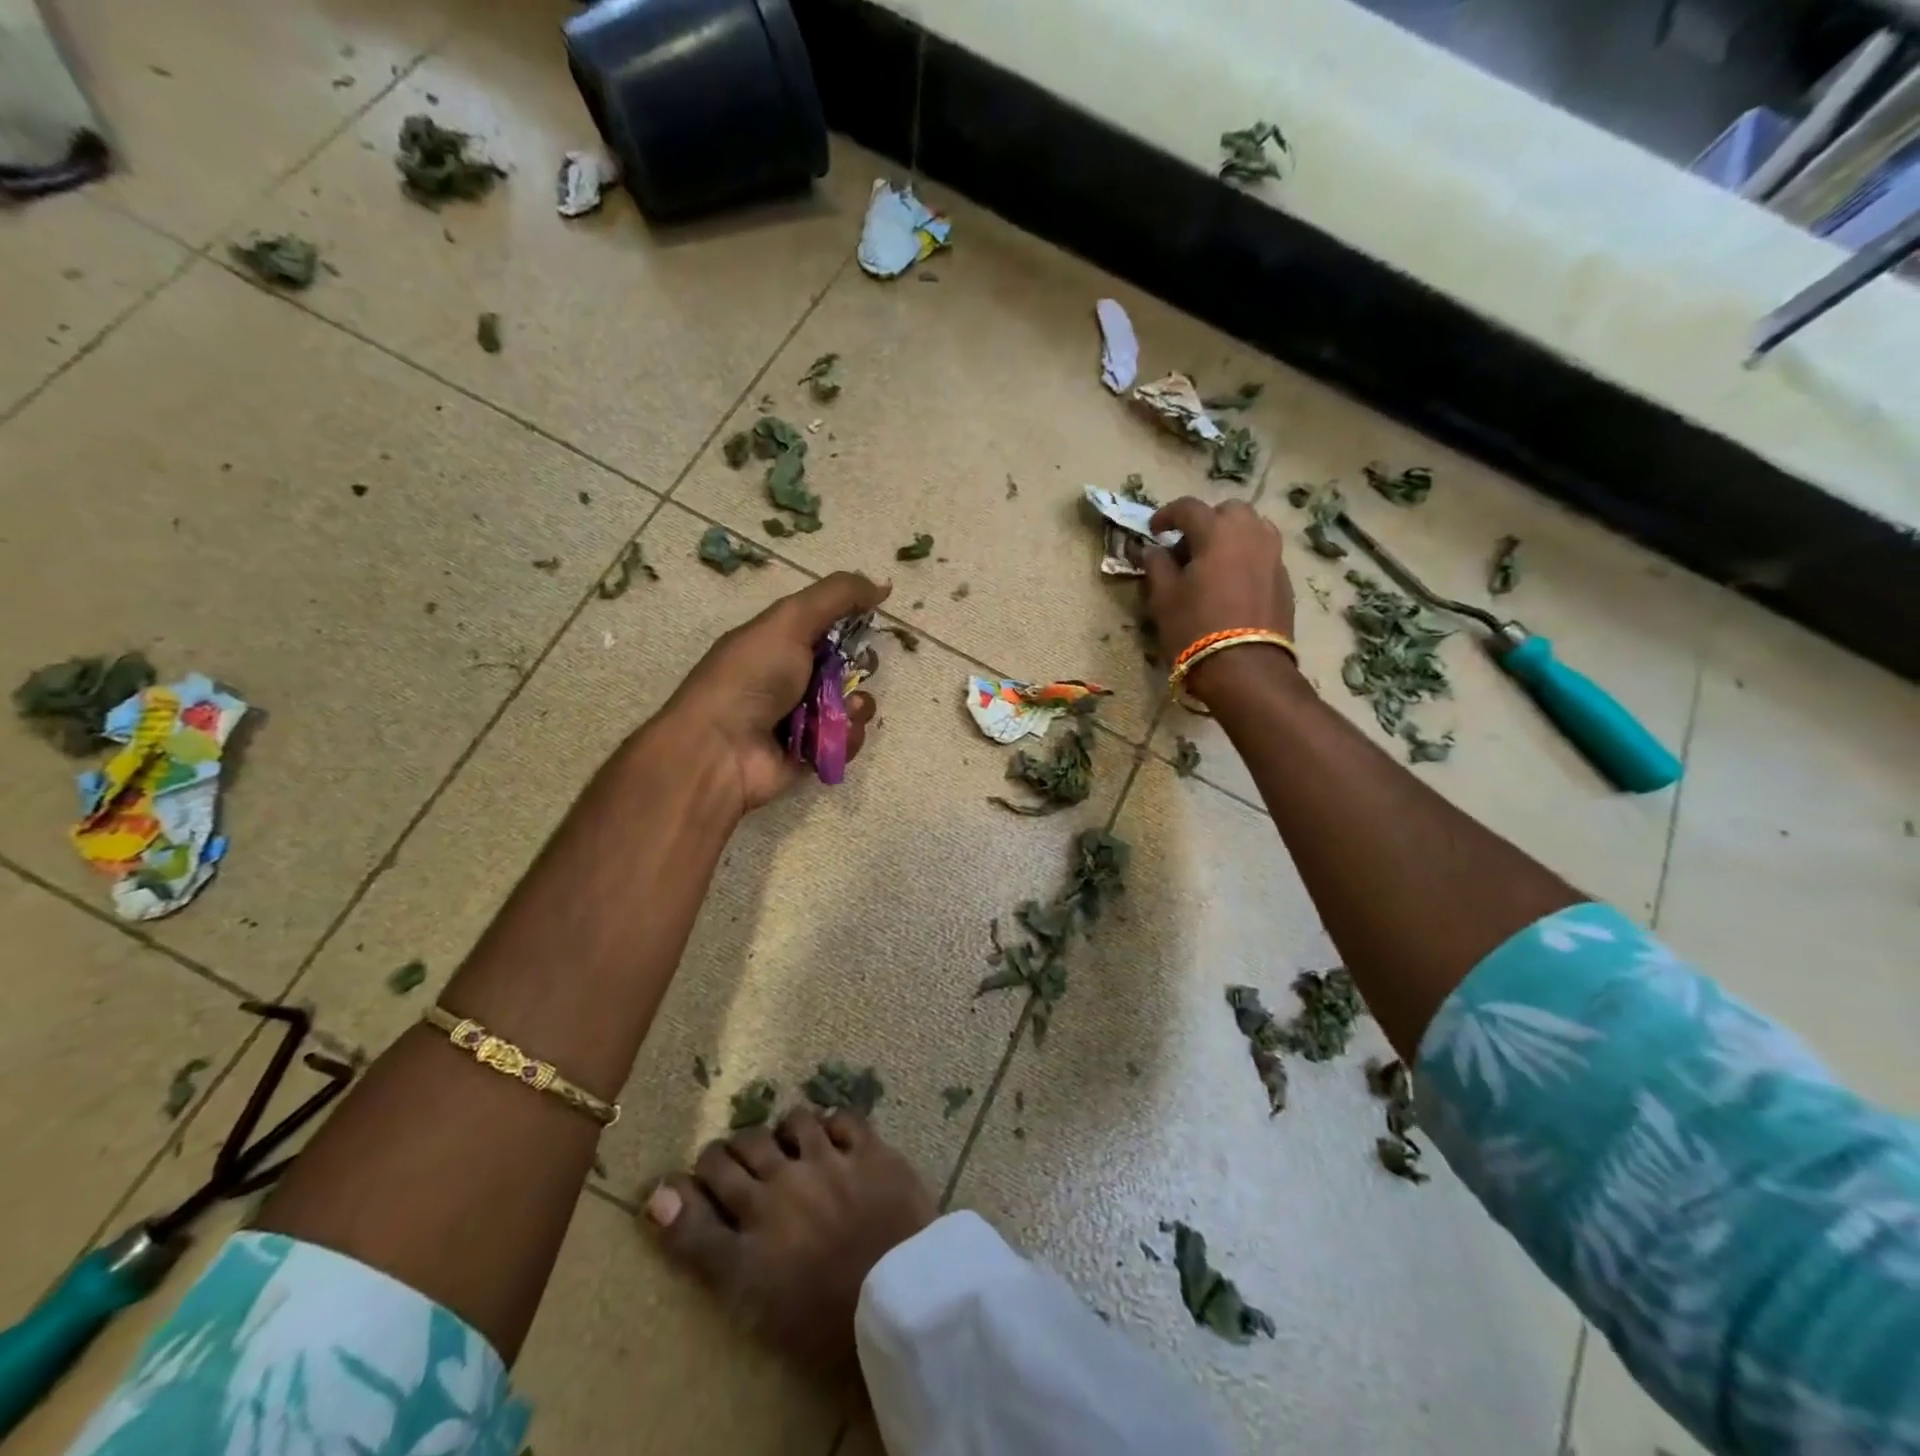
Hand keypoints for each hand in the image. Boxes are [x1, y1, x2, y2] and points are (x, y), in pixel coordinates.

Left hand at [660, 571, 890, 812]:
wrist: (720, 750)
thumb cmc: (750, 677)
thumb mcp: (789, 620)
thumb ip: (837, 595)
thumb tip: (883, 585)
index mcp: (780, 641)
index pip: (830, 625)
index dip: (853, 621)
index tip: (870, 618)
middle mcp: (792, 678)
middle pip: (849, 666)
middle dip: (861, 666)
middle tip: (853, 669)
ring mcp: (804, 718)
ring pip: (854, 705)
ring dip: (856, 705)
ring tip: (841, 710)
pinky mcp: (813, 753)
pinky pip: (847, 740)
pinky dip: (846, 737)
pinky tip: (829, 736)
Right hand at [1139, 498, 1296, 705]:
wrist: (1245, 668)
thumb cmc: (1195, 628)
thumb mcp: (1164, 598)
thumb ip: (1156, 566)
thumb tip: (1152, 550)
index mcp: (1217, 532)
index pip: (1188, 508)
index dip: (1166, 515)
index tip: (1154, 532)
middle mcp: (1250, 534)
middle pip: (1228, 511)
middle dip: (1206, 521)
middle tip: (1186, 546)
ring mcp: (1273, 555)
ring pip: (1252, 529)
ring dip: (1230, 536)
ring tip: (1212, 562)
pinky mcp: (1284, 579)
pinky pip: (1263, 554)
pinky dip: (1245, 557)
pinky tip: (1231, 584)